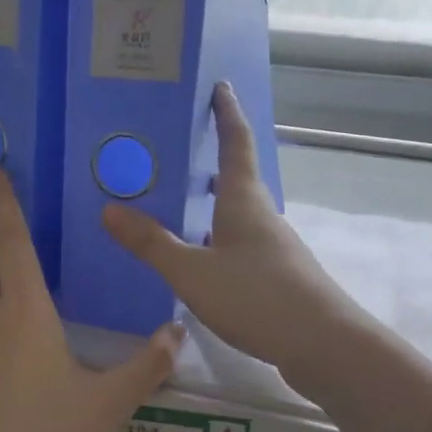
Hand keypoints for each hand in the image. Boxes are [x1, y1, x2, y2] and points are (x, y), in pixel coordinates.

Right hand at [103, 83, 356, 372]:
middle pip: (237, 178)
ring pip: (238, 215)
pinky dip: (217, 239)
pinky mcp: (277, 277)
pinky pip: (240, 245)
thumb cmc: (256, 297)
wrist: (323, 345)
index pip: (236, 143)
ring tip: (177, 206)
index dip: (227, 114)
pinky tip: (200, 260)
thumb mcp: (192, 271)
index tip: (220, 86)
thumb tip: (108, 210)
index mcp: (244, 201)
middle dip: (212, 161)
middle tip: (178, 151)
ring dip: (212, 205)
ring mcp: (274, 248)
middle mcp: (262, 216)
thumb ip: (151, 243)